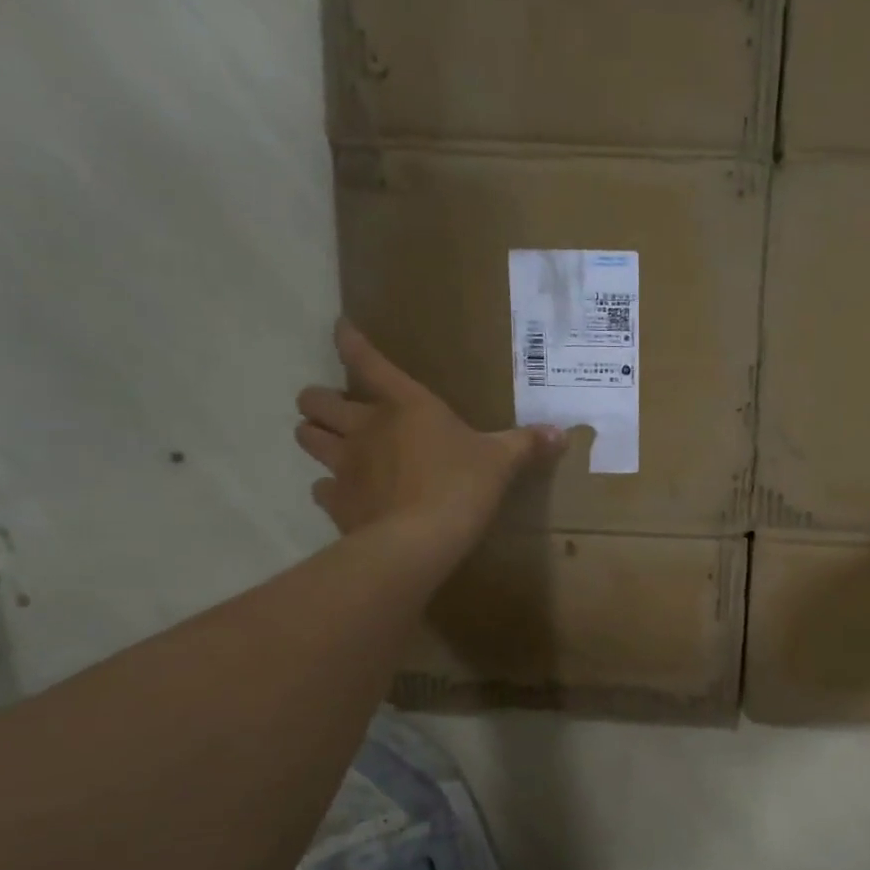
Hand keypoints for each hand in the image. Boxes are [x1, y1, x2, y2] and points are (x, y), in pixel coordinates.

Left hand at [294, 320, 565, 557]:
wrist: (420, 541)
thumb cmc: (462, 486)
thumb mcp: (501, 462)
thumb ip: (526, 444)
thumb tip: (562, 434)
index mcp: (405, 405)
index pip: (366, 360)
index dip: (349, 341)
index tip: (340, 328)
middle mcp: (365, 427)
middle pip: (315, 400)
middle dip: (320, 400)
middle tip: (338, 410)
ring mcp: (344, 465)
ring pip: (307, 438)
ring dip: (315, 436)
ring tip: (332, 445)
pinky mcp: (336, 502)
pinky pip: (320, 488)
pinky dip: (329, 489)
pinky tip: (346, 495)